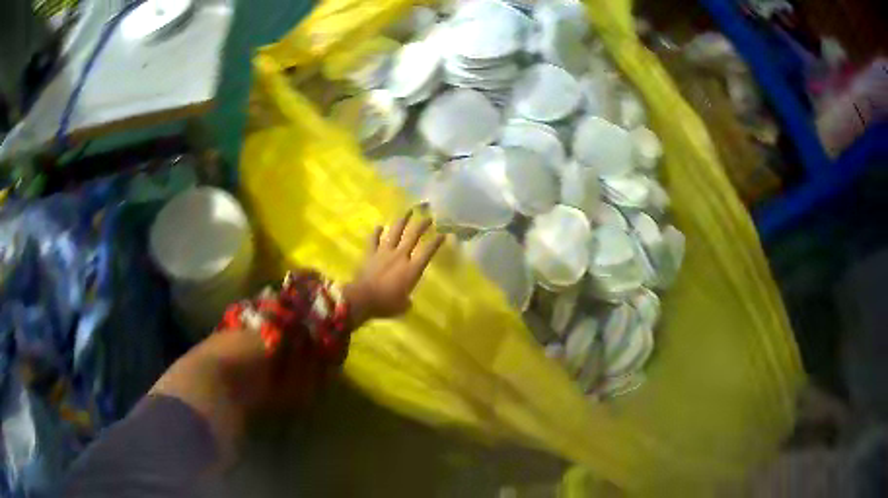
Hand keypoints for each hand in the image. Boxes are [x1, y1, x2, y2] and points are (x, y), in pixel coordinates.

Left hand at [344, 210, 445, 325]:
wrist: (363, 298)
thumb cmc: (386, 304)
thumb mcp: (403, 306)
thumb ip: (407, 300)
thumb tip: (407, 299)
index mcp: (412, 269)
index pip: (428, 252)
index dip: (436, 242)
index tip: (443, 234)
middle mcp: (400, 256)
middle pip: (413, 236)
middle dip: (422, 225)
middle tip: (428, 217)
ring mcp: (384, 252)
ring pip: (395, 232)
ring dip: (402, 221)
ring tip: (408, 211)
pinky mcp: (370, 254)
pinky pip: (373, 240)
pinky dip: (376, 233)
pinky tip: (379, 226)